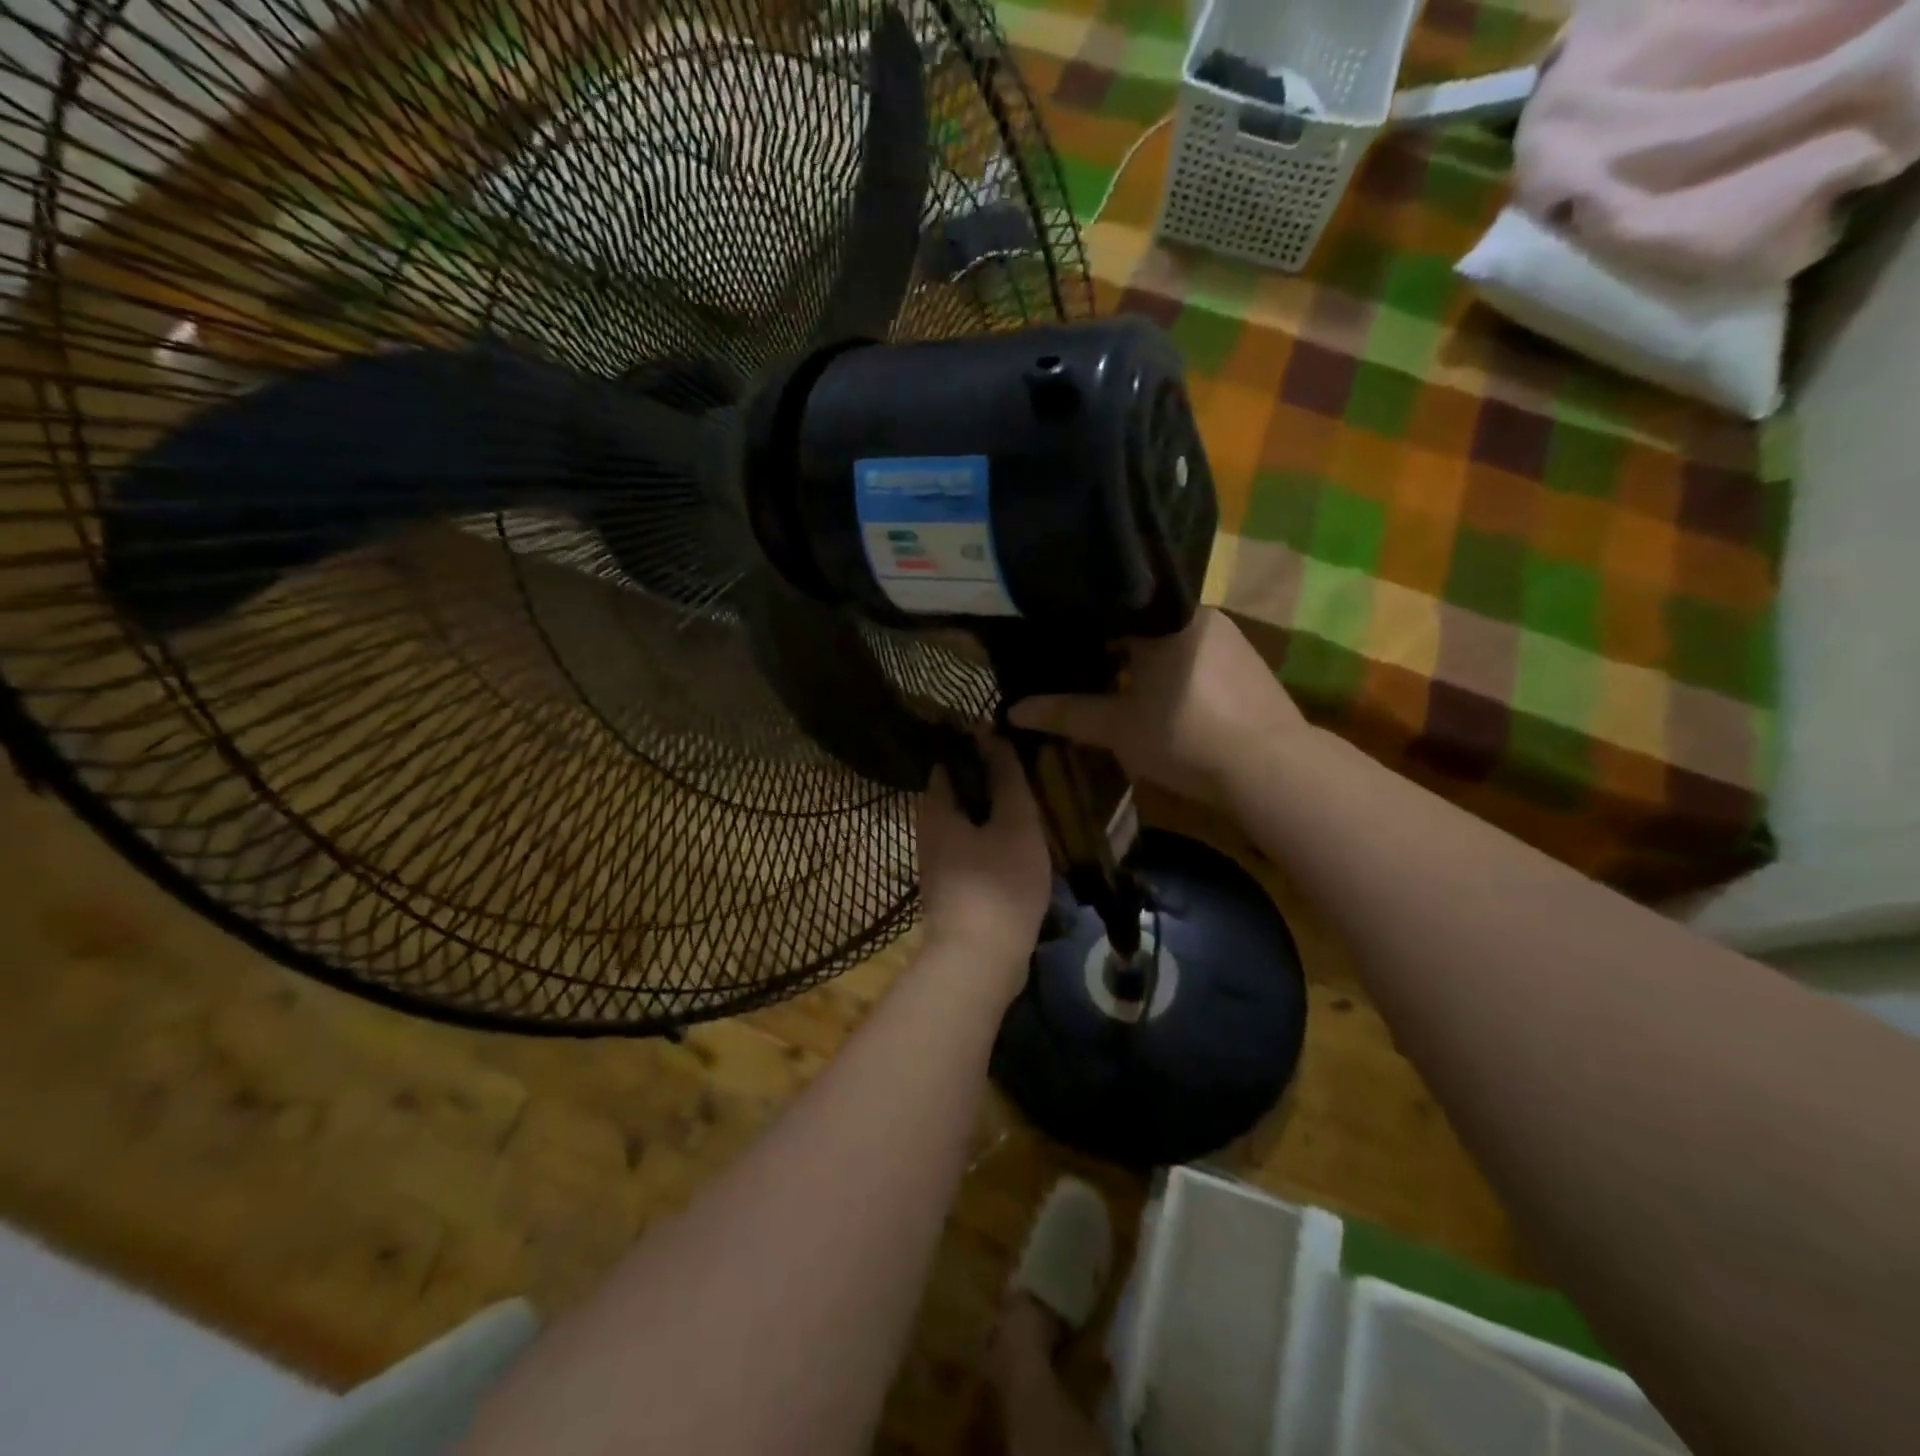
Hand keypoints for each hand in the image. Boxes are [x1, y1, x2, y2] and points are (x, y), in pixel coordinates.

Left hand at [916, 735, 1051, 996]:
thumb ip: (1006, 777)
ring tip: (1030, 808)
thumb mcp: (1014, 822)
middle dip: (989, 782)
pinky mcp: (952, 889)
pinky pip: (972, 851)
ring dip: (994, 814)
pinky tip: (1020, 846)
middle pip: (958, 793)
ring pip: (967, 824)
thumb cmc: (999, 883)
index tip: (1010, 741)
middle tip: (1027, 774)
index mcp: (935, 808)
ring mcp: (937, 863)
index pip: (950, 761)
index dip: (978, 747)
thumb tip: (991, 732)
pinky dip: (992, 842)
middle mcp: (928, 831)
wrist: (978, 961)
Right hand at [1007, 609, 1305, 802]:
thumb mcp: (1117, 728)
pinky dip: (1173, 672)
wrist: (1272, 768)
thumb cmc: (1184, 736)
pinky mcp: (1249, 664)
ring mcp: (1229, 638)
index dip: (1079, 632)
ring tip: (1116, 688)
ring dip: (1144, 663)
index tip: (1056, 651)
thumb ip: (1066, 714)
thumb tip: (1011, 712)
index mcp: (1164, 617)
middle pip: (1140, 625)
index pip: (1110, 610)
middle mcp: (1199, 615)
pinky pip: (1195, 657)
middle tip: (1081, 673)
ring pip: (1169, 642)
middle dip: (1112, 650)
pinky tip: (1164, 701)